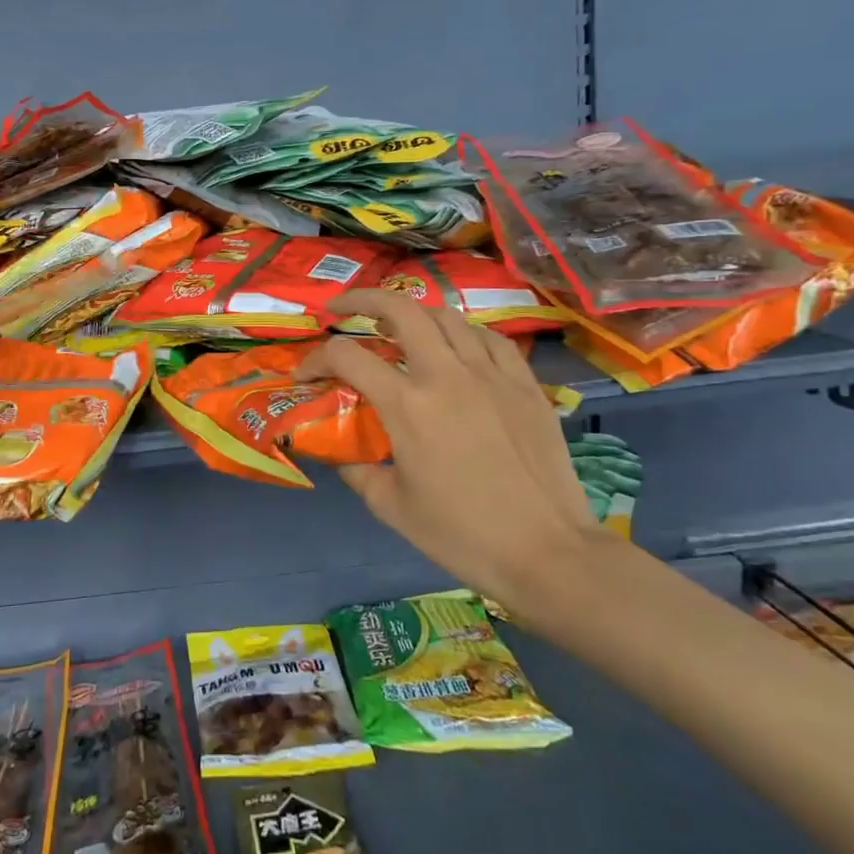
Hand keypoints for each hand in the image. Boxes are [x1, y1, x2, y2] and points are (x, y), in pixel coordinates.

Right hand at [296, 289, 599, 610]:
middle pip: (400, 309)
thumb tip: (338, 454)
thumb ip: (357, 471)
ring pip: (447, 316)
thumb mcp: (392, 507)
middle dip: (362, 300)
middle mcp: (446, 376)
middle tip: (342, 309)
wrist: (549, 554)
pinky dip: (463, 334)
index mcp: (408, 406)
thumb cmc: (463, 536)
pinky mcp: (525, 385)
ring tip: (398, 327)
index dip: (314, 359)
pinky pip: (490, 339)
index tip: (304, 376)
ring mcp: (491, 375)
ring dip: (413, 314)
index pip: (346, 356)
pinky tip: (456, 348)